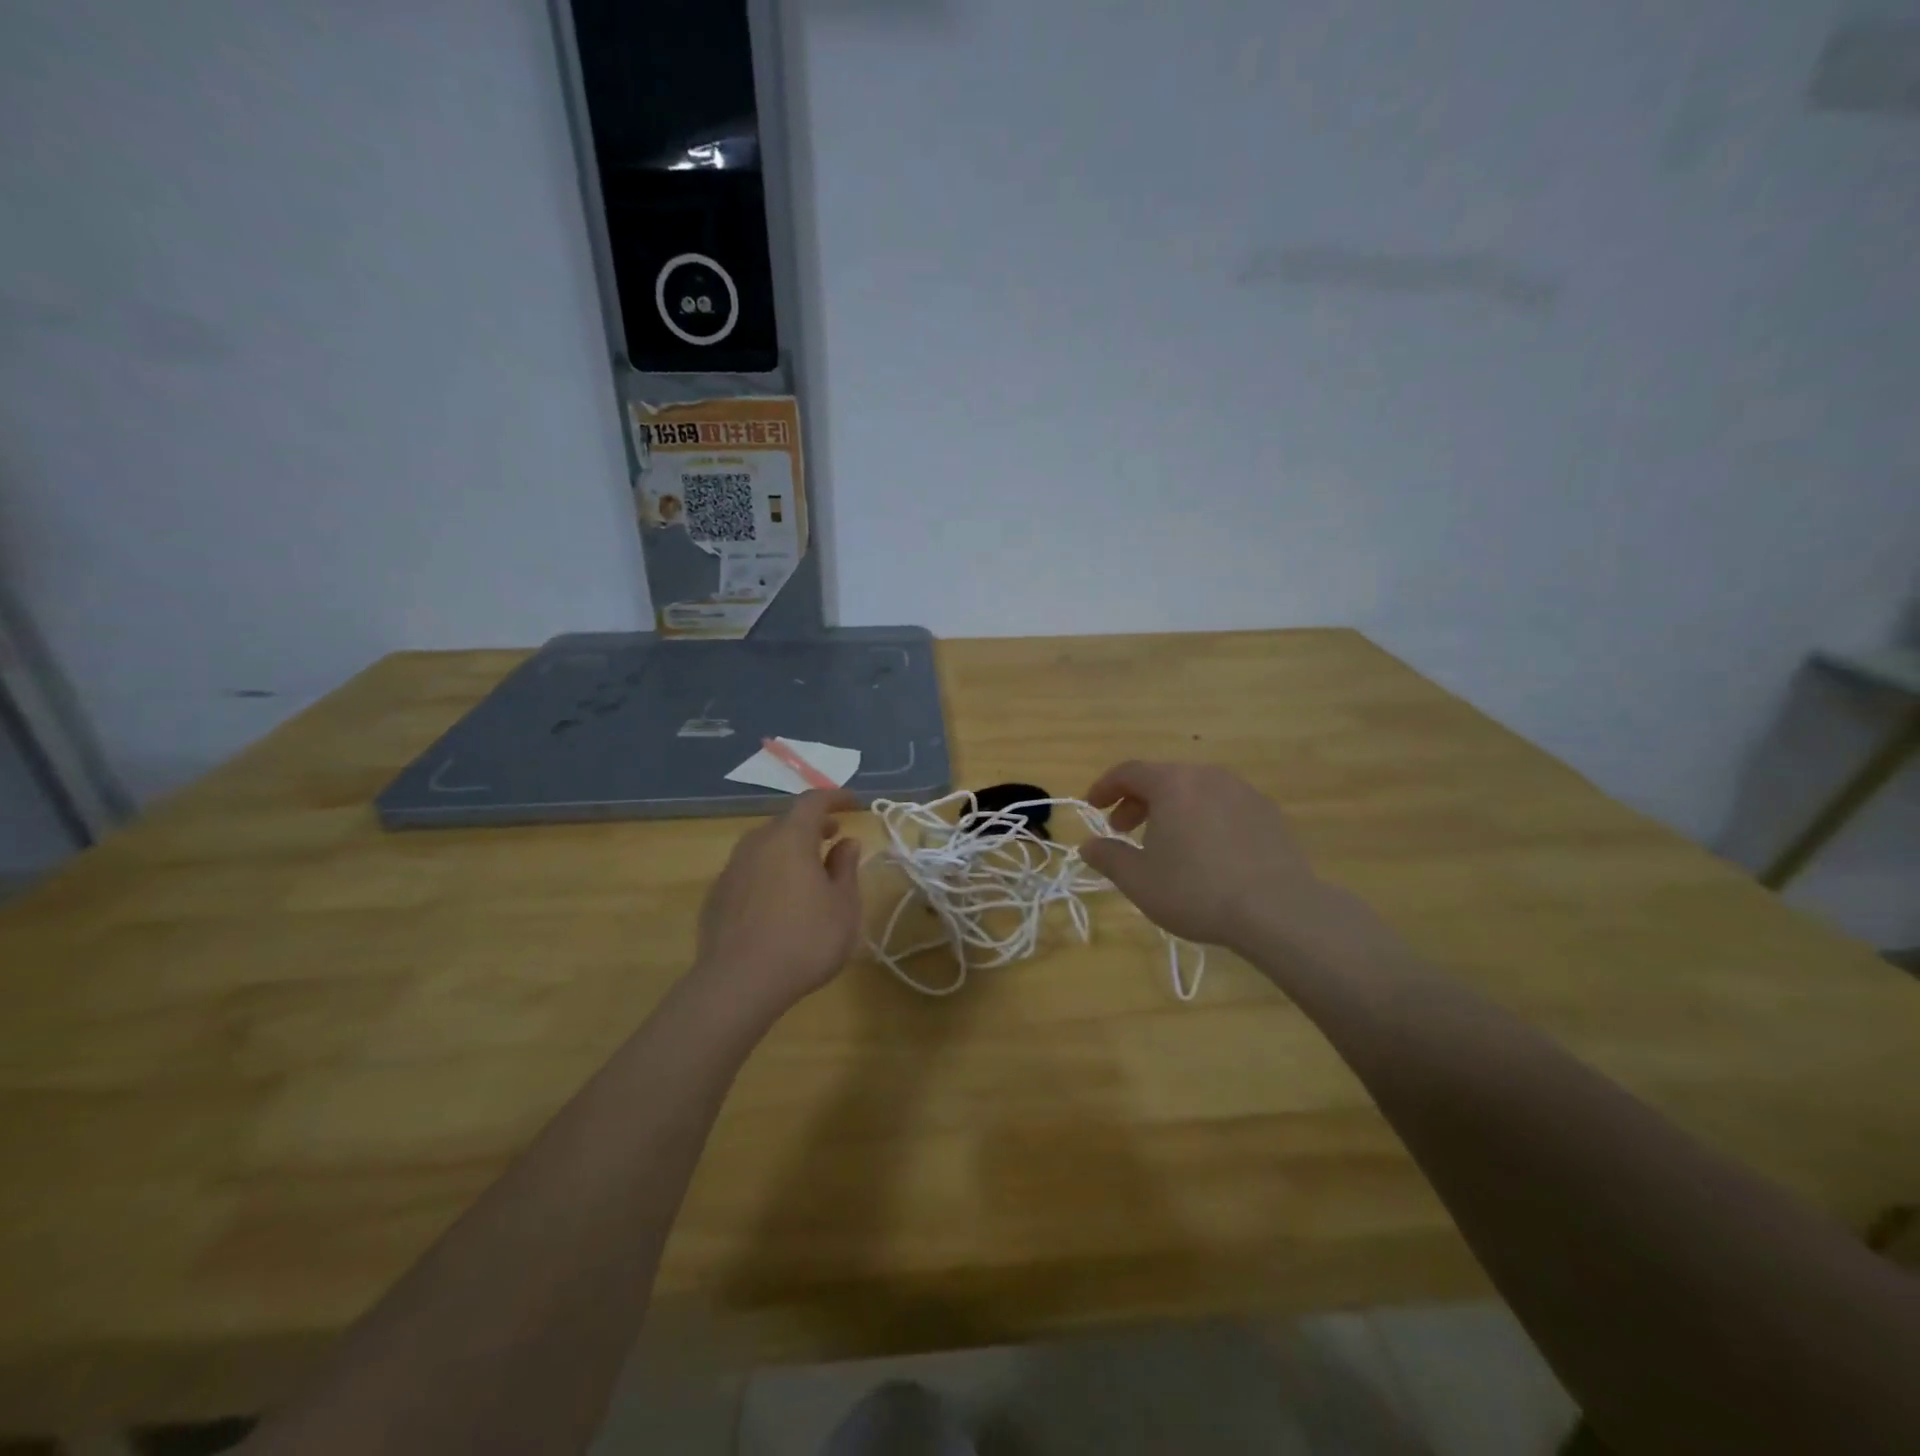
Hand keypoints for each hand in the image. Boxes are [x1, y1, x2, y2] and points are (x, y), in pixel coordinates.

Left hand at [693, 790, 863, 1013]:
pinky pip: (749, 872)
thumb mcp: (843, 906)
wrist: (738, 984)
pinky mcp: (716, 897)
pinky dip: (769, 873)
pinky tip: (779, 901)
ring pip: (764, 847)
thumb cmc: (805, 940)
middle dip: (812, 825)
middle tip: (833, 837)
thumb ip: (846, 868)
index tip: (854, 804)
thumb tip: (846, 843)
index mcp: (790, 838)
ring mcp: (731, 870)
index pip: (813, 801)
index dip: (835, 798)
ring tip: (808, 870)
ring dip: (788, 850)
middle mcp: (756, 844)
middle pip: (786, 823)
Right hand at [1081, 761, 1331, 952]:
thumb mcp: (1139, 880)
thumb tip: (1087, 845)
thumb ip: (1108, 857)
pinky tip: (1207, 852)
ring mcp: (1243, 792)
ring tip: (1166, 843)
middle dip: (1137, 802)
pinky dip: (1204, 819)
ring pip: (1195, 791)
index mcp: (1173, 784)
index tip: (1092, 807)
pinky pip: (1224, 806)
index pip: (1128, 772)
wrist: (1278, 910)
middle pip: (1163, 779)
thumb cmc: (1196, 890)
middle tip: (1124, 830)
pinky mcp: (1269, 813)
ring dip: (1172, 810)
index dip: (1104, 787)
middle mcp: (1208, 776)